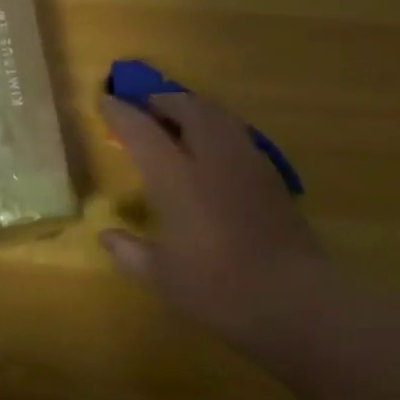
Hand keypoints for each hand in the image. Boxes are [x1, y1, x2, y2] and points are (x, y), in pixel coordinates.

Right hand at [100, 92, 329, 355]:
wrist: (294, 299)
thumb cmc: (218, 289)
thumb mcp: (162, 277)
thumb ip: (129, 252)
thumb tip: (106, 236)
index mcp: (176, 178)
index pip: (141, 131)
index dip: (120, 113)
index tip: (105, 101)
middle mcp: (211, 157)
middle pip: (187, 108)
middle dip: (164, 101)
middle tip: (147, 108)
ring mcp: (247, 162)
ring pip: (219, 115)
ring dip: (194, 108)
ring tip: (181, 120)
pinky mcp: (272, 175)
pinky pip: (238, 134)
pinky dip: (219, 128)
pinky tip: (215, 150)